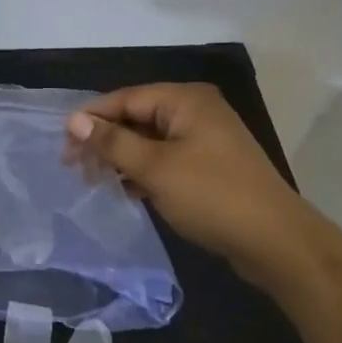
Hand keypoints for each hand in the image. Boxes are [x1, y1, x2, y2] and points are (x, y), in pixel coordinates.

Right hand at [64, 84, 316, 283]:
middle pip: (136, 118)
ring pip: (150, 141)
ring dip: (122, 159)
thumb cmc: (212, 196)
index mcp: (185, 100)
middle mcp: (196, 111)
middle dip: (105, 141)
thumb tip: (75, 121)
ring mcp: (205, 139)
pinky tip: (127, 192)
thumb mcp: (155, 168)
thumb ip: (112, 142)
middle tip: (76, 169)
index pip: (125, 99)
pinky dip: (144, 172)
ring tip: (96, 182)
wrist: (278, 243)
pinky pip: (166, 159)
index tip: (63, 145)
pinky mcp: (210, 166)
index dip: (91, 119)